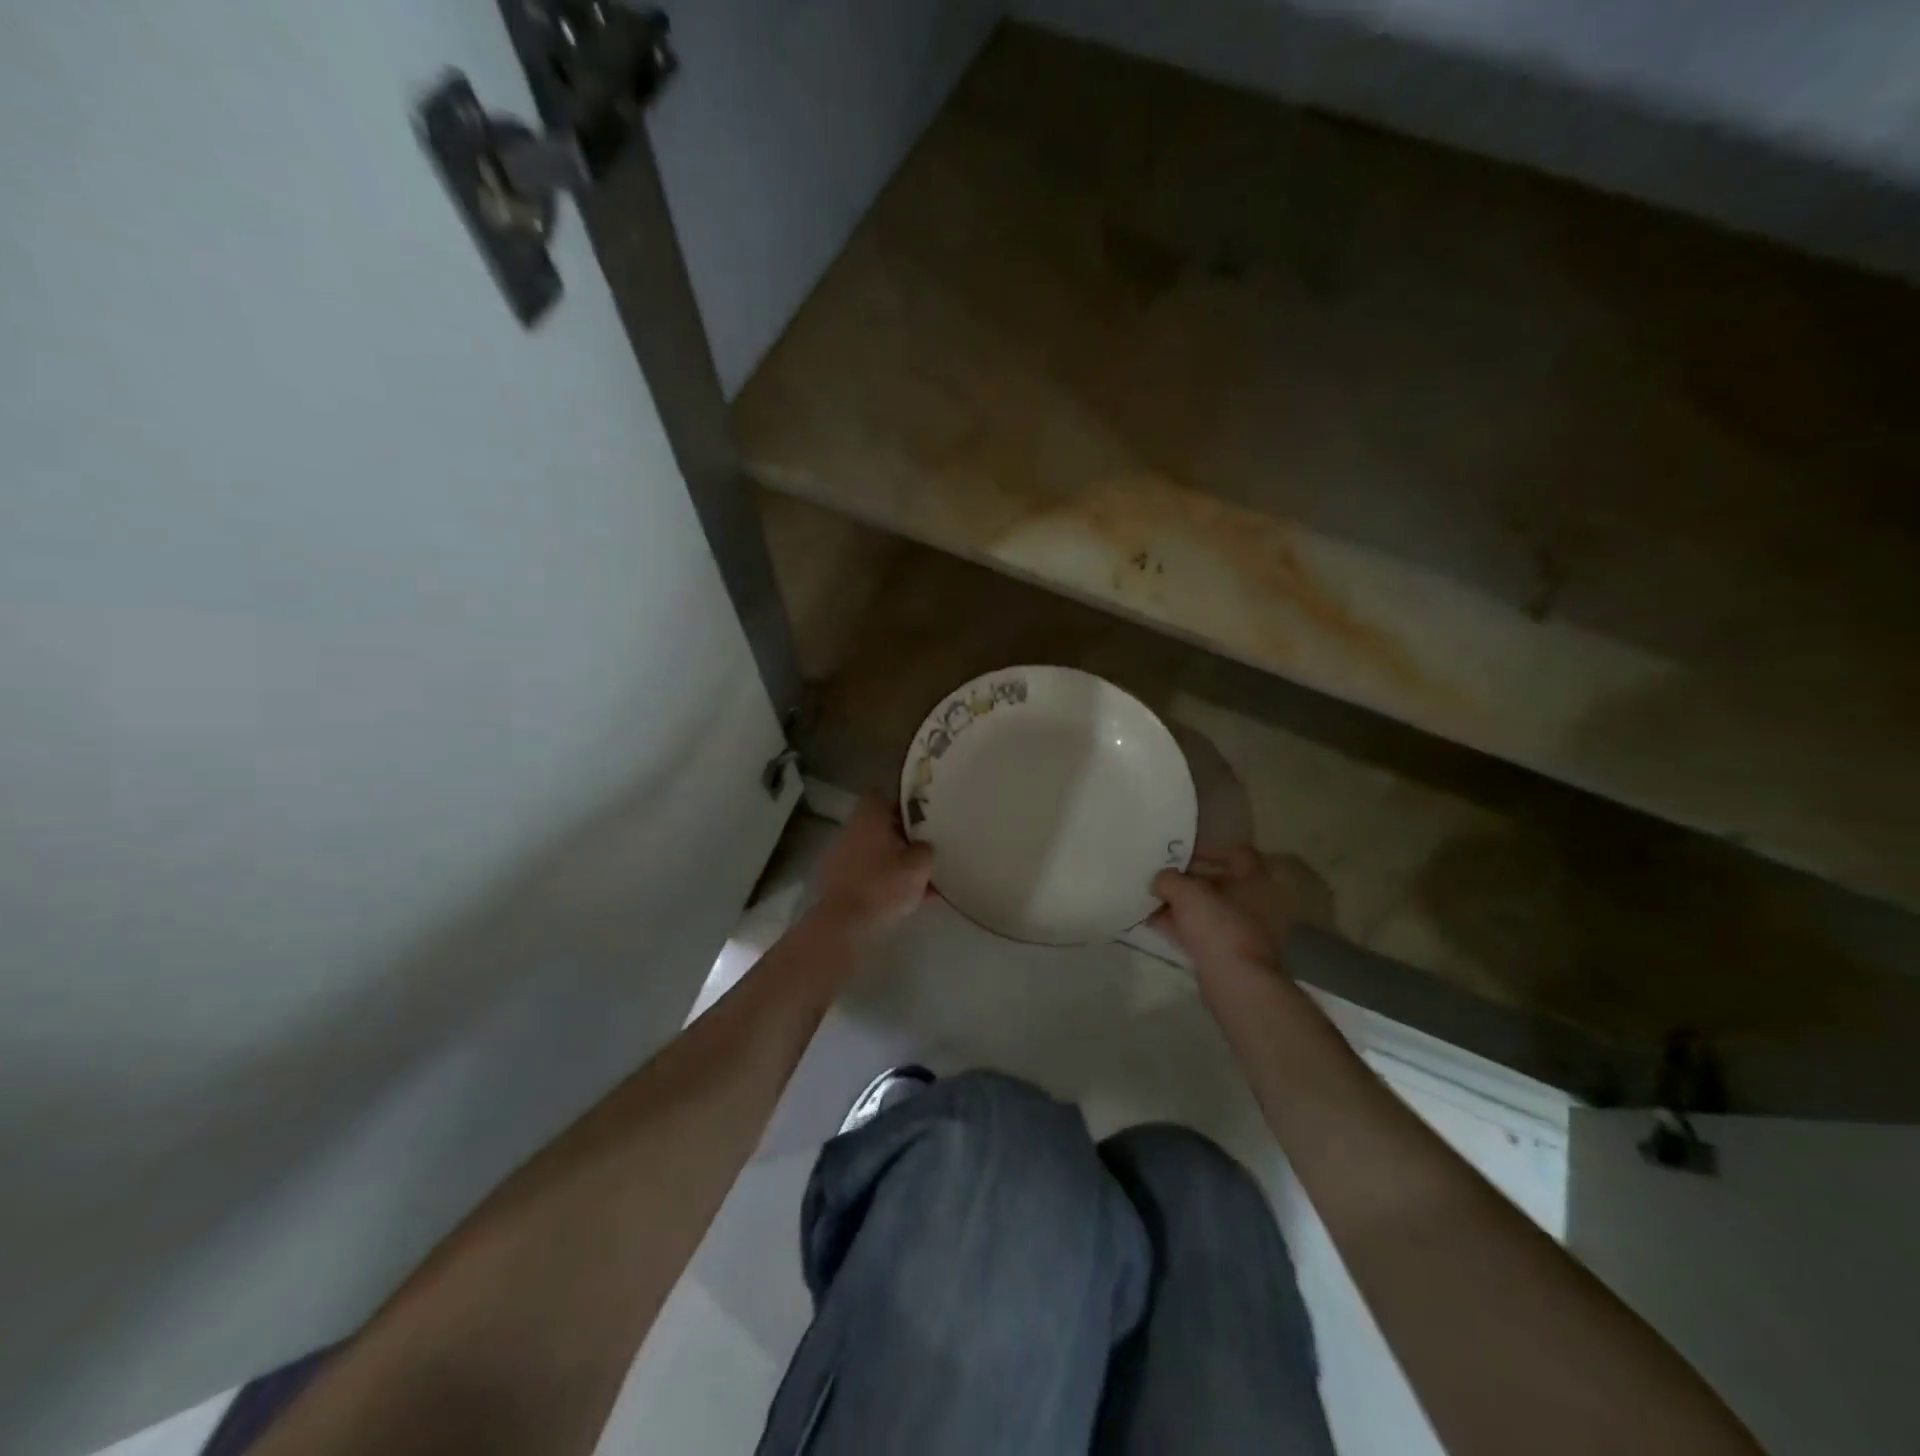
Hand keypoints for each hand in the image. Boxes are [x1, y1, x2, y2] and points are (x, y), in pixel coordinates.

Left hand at [810, 798, 934, 943]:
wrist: (845, 924)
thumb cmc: (884, 885)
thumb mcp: (918, 865)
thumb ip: (925, 849)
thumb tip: (923, 846)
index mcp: (869, 818)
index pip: (880, 796)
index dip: (899, 804)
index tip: (918, 816)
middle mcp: (851, 832)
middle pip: (877, 826)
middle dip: (900, 837)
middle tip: (923, 849)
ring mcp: (840, 858)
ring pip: (873, 853)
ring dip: (892, 862)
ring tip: (920, 881)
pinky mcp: (837, 884)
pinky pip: (866, 876)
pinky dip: (883, 883)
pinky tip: (906, 902)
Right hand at [1152, 847, 1332, 976]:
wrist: (1235, 981)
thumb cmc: (1218, 925)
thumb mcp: (1186, 892)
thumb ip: (1168, 879)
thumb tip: (1160, 880)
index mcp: (1256, 880)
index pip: (1235, 854)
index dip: (1208, 849)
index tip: (1181, 853)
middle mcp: (1255, 903)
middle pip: (1217, 882)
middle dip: (1187, 879)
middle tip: (1160, 876)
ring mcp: (1242, 930)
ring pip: (1207, 909)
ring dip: (1181, 904)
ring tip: (1151, 898)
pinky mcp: (1229, 953)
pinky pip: (1201, 931)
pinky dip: (1180, 925)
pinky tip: (1154, 921)